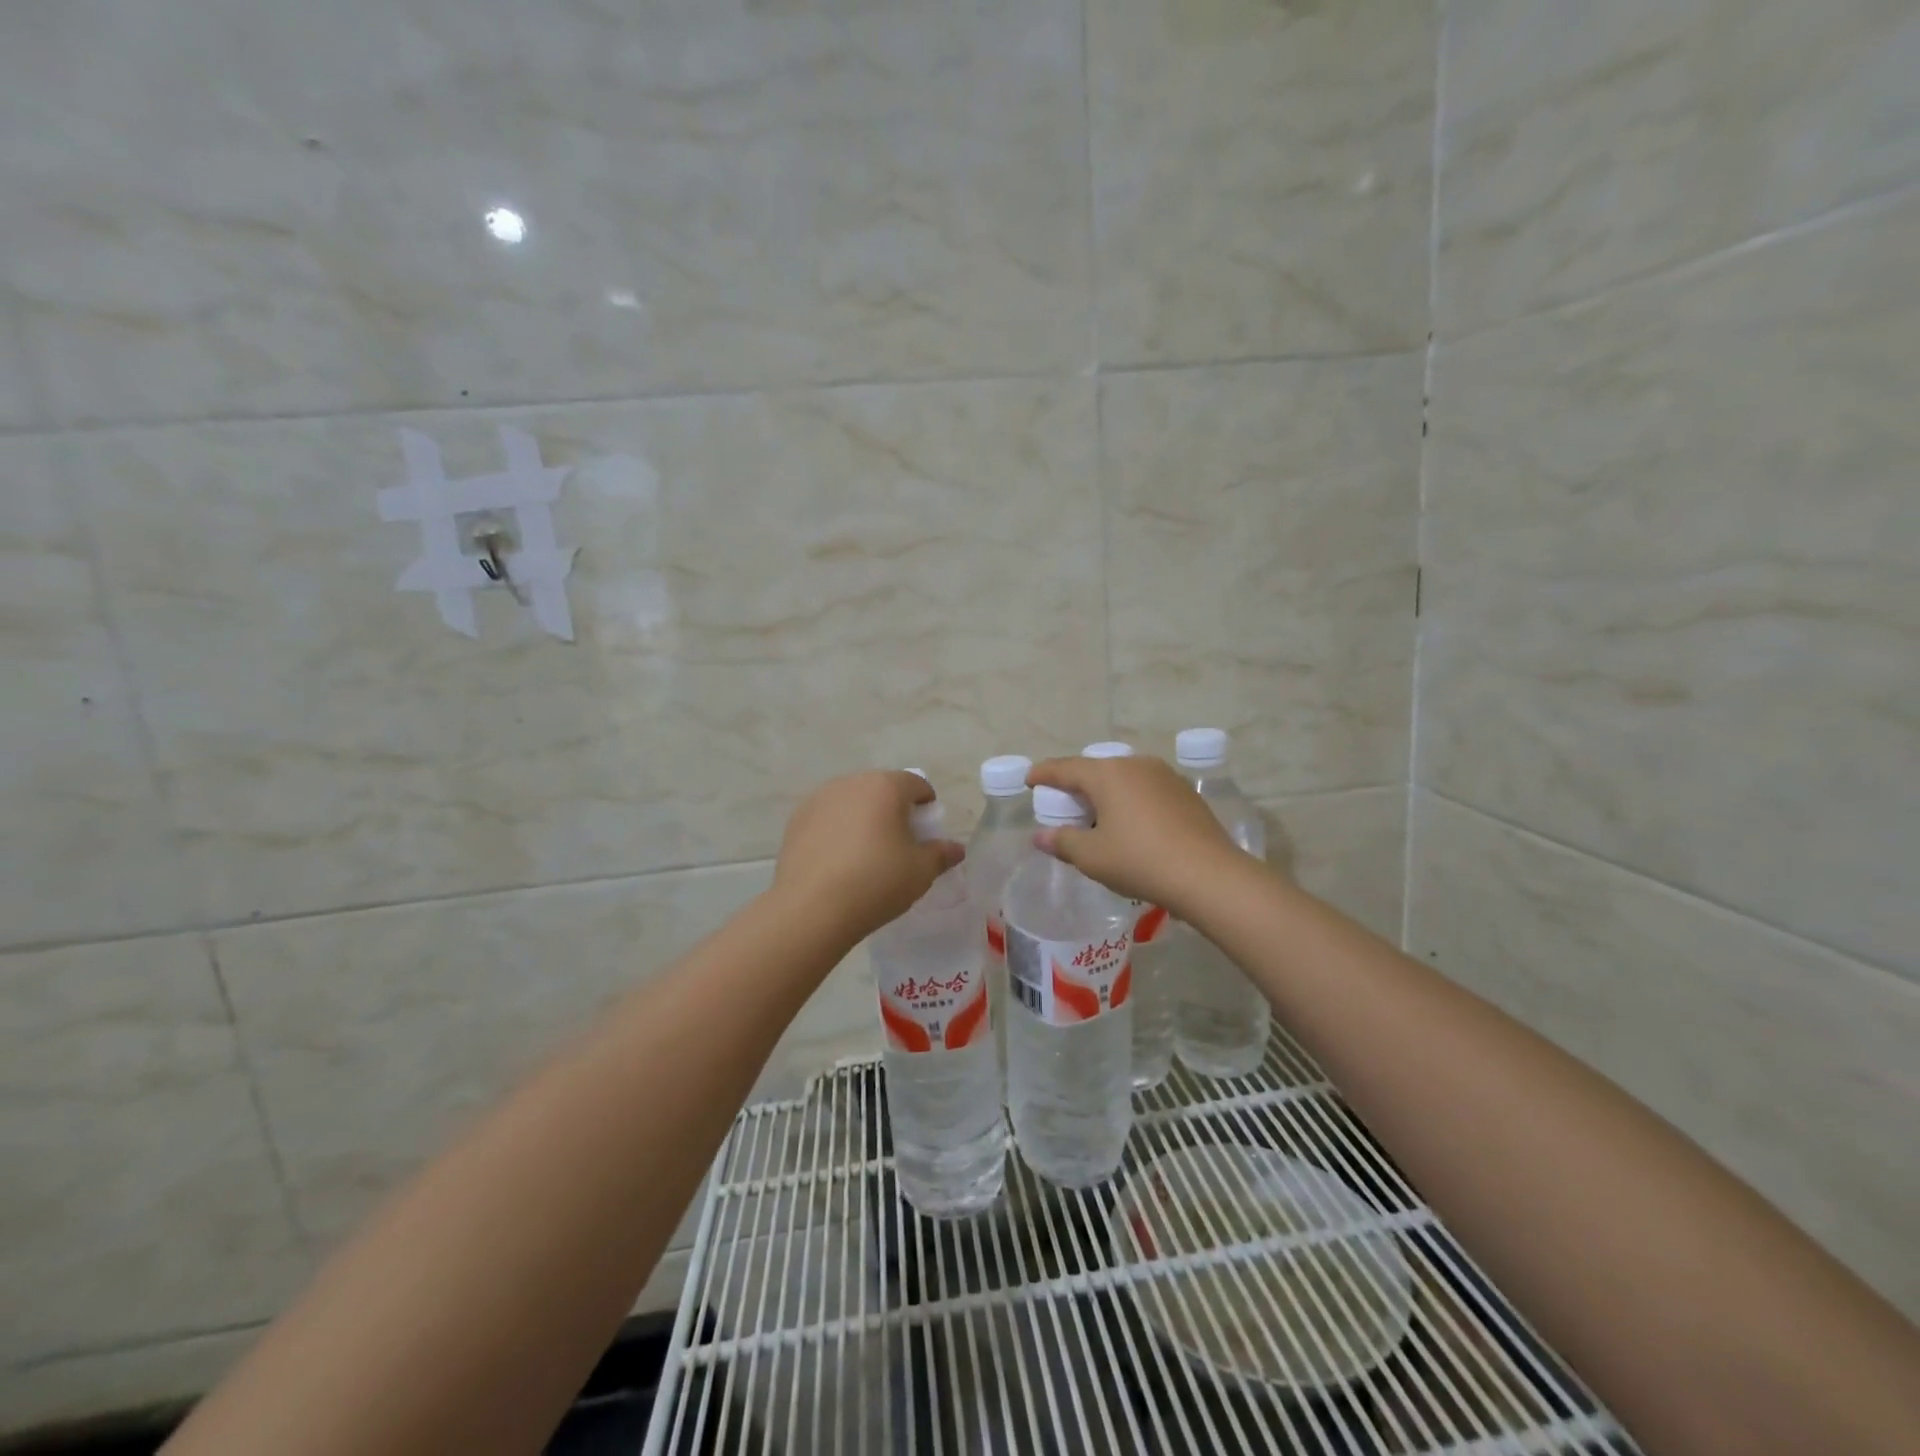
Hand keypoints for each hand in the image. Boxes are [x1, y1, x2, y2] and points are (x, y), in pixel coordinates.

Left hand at [771, 771, 964, 944]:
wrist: (812, 908)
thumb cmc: (877, 882)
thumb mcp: (920, 872)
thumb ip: (941, 854)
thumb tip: (956, 849)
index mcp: (886, 786)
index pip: (916, 784)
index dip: (926, 805)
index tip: (927, 831)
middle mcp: (851, 783)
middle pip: (881, 789)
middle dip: (894, 809)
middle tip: (899, 843)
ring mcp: (819, 799)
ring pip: (852, 802)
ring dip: (863, 818)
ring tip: (867, 853)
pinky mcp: (796, 821)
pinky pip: (827, 819)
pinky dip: (837, 831)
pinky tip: (839, 862)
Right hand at [1027, 754, 1246, 916]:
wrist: (1209, 876)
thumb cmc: (1140, 861)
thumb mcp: (1092, 857)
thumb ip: (1062, 842)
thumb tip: (1040, 837)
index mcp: (1108, 774)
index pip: (1065, 768)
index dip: (1043, 773)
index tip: (1029, 780)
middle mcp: (1136, 765)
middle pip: (1096, 769)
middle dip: (1076, 784)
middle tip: (1062, 803)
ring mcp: (1165, 776)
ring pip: (1123, 778)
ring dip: (1105, 792)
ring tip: (1097, 814)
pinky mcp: (1185, 792)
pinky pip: (1146, 789)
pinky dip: (1130, 800)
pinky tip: (1131, 823)